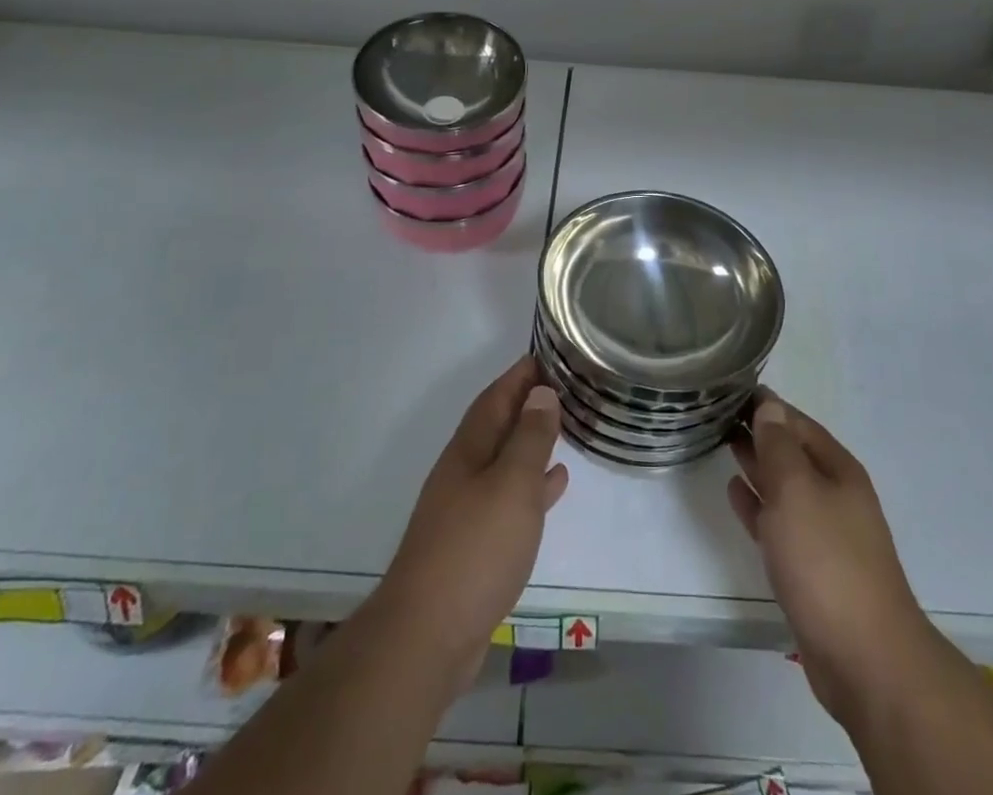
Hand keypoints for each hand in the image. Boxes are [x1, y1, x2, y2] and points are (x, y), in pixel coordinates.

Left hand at [378, 357, 568, 685]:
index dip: (519, 375)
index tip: (546, 355)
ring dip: (530, 442)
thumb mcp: (511, 484)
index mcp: (469, 451)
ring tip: (564, 427)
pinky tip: (553, 484)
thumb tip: (541, 393)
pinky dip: (532, 485)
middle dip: (526, 404)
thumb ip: (529, 438)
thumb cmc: (475, 549)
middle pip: (497, 426)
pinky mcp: (474, 546)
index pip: (495, 398)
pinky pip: (509, 498)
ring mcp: (466, 510)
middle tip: (563, 387)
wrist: (427, 637)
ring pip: (504, 461)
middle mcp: (464, 473)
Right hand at [728, 394, 929, 727]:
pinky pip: (777, 521)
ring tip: (721, 442)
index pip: (797, 422)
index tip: (730, 387)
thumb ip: (778, 446)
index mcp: (837, 469)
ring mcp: (822, 532)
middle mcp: (833, 494)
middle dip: (758, 431)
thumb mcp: (797, 490)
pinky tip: (734, 491)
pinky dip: (756, 504)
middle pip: (791, 451)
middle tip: (716, 412)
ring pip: (782, 486)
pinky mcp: (809, 567)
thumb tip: (769, 405)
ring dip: (755, 464)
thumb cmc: (827, 560)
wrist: (863, 657)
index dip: (766, 404)